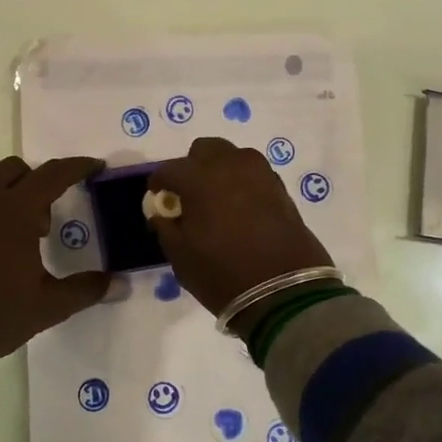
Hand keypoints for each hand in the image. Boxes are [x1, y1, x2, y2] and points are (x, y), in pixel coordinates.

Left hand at [0, 156, 111, 358]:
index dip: (77, 167)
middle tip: (50, 217)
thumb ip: (85, 289)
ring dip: (14, 195)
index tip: (96, 167)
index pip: (52, 174)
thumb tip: (119, 284)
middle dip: (39, 180)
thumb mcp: (49, 305)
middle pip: (16, 169)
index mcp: (14, 211)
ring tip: (26, 237)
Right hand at [149, 137, 333, 328]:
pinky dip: (242, 183)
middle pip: (204, 150)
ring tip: (216, 199)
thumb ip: (166, 226)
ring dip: (220, 170)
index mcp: (198, 177)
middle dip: (192, 166)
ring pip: (232, 157)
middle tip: (189, 194)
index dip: (158, 183)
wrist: (284, 290)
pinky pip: (253, 174)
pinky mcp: (280, 187)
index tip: (157, 197)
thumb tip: (163, 213)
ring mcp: (259, 173)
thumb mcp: (180, 255)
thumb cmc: (222, 272)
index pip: (169, 170)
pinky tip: (240, 208)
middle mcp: (229, 164)